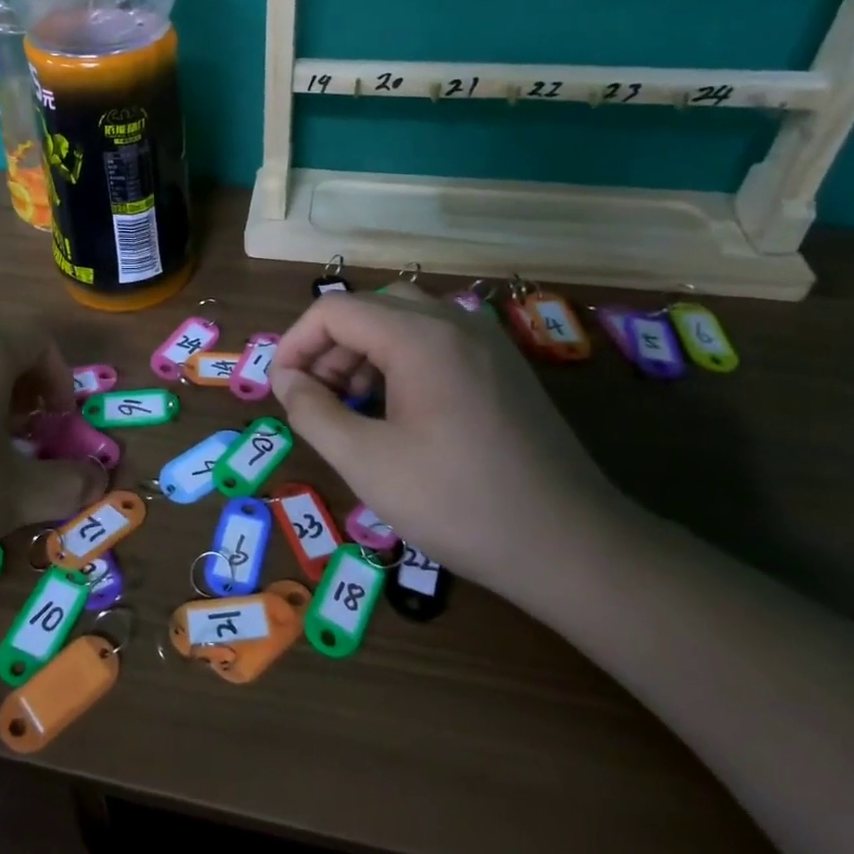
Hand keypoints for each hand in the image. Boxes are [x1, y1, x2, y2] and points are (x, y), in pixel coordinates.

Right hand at [272, 292, 627, 592]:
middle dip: (330, 347)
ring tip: (351, 408)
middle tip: (316, 399)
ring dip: (364, 353)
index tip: (281, 389)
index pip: (334, 310)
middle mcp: (456, 323)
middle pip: (370, 308)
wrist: (571, 545)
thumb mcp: (366, 462)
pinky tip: (397, 412)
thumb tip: (287, 381)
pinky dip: (400, 361)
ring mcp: (487, 343)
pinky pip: (437, 343)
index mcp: (420, 337)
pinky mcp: (504, 368)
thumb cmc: (458, 502)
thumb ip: (313, 412)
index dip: (295, 344)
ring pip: (404, 322)